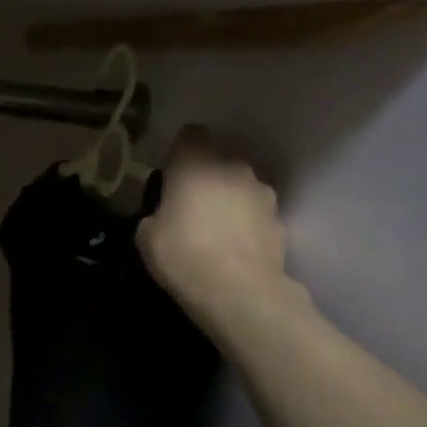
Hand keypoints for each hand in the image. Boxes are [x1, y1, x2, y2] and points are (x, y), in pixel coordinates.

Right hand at [138, 126, 299, 333]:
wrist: (240, 292)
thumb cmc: (183, 254)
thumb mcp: (146, 236)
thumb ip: (155, 215)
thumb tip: (164, 217)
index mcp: (195, 162)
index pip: (191, 134)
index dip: (181, 151)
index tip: (172, 175)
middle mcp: (233, 167)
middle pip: (219, 160)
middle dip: (206, 177)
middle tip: (190, 207)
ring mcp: (262, 193)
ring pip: (241, 186)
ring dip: (230, 200)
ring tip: (216, 232)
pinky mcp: (281, 220)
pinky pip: (257, 214)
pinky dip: (247, 225)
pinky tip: (234, 250)